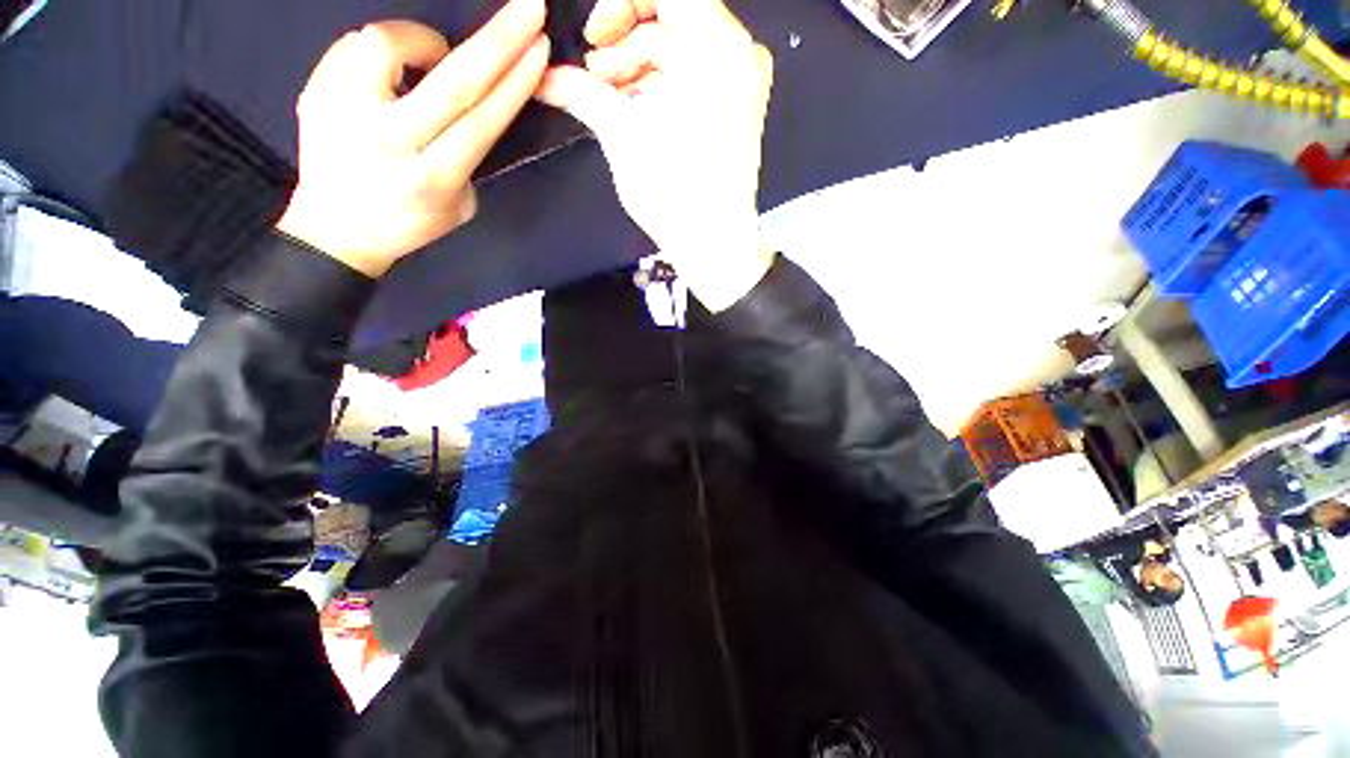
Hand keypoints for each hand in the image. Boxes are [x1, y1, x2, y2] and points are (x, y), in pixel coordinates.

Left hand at [277, 1, 548, 276]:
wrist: (336, 229)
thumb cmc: (409, 222)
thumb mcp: (458, 205)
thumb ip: (468, 158)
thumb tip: (470, 110)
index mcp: (435, 178)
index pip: (483, 120)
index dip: (515, 82)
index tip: (540, 49)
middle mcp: (392, 142)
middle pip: (454, 82)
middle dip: (498, 41)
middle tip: (529, 7)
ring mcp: (347, 113)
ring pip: (391, 46)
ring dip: (425, 43)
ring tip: (432, 57)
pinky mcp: (317, 92)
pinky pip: (357, 46)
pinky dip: (387, 49)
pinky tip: (392, 70)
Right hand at [536, 0, 775, 310]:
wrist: (715, 246)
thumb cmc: (674, 194)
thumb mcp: (623, 135)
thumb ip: (582, 91)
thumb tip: (544, 75)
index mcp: (716, 47)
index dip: (618, 4)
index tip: (592, 37)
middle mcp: (739, 51)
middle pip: (672, 14)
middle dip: (624, 40)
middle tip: (594, 75)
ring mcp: (742, 79)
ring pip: (681, 45)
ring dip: (638, 64)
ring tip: (610, 98)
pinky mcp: (738, 103)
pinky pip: (695, 72)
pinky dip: (661, 82)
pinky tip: (637, 107)